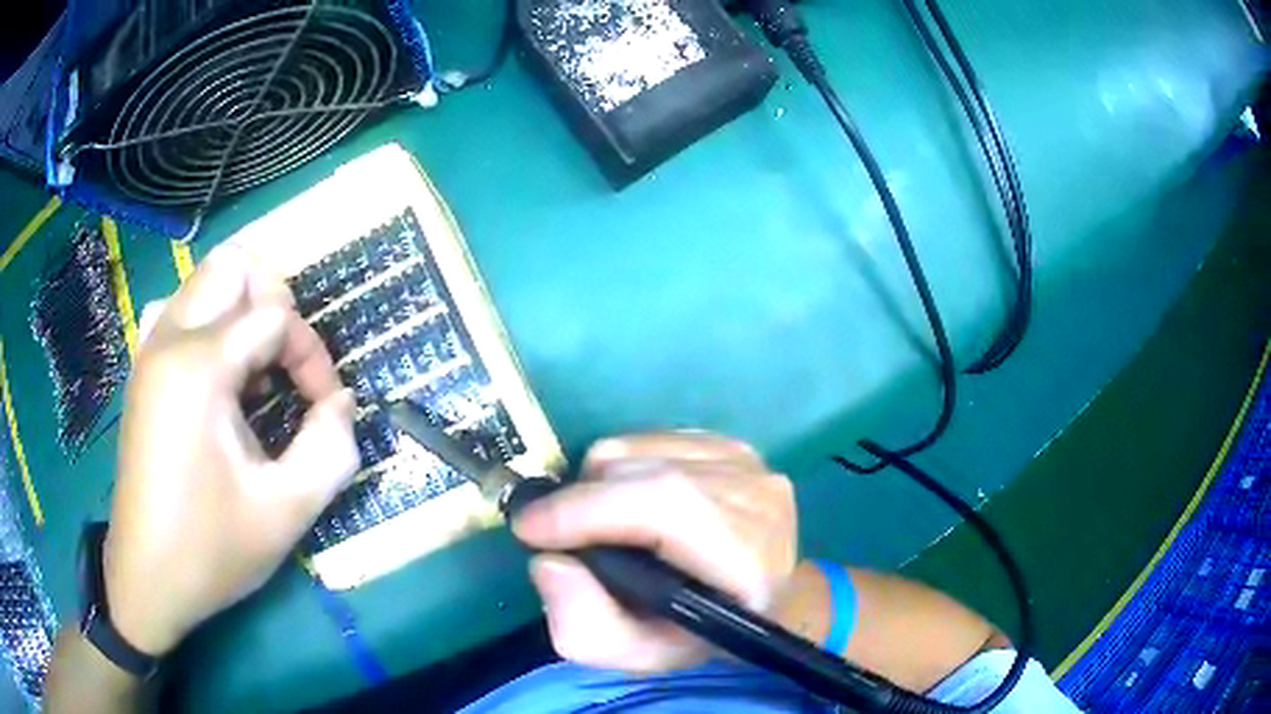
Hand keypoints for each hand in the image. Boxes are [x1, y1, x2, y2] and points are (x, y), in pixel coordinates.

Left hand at [105, 245, 359, 655]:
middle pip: (233, 265)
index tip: (326, 410)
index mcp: (199, 367)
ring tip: (257, 369)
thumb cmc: (210, 550)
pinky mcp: (142, 370)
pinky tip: (219, 376)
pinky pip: (180, 310)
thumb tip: (341, 404)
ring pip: (204, 281)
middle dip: (275, 302)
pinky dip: (210, 323)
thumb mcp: (286, 512)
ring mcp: (149, 350)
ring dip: (241, 309)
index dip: (313, 356)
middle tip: (289, 364)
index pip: (275, 316)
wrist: (146, 579)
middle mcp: (169, 339)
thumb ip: (331, 449)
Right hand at [513, 433, 796, 671]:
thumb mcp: (639, 655)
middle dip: (579, 500)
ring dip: (596, 484)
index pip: (664, 505)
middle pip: (642, 471)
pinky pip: (649, 438)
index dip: (587, 509)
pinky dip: (620, 467)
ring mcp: (749, 464)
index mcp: (749, 560)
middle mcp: (758, 499)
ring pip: (637, 448)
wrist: (761, 600)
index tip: (528, 528)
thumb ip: (586, 627)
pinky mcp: (733, 445)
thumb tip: (551, 562)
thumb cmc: (698, 635)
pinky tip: (629, 503)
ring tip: (598, 524)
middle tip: (551, 533)